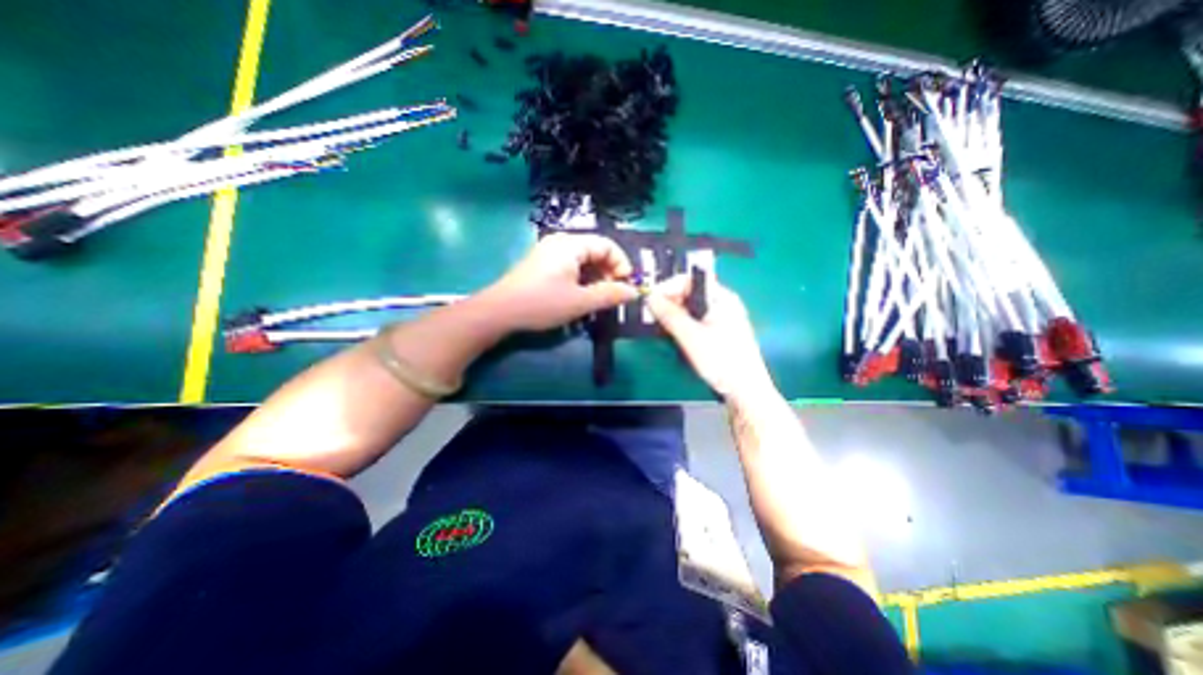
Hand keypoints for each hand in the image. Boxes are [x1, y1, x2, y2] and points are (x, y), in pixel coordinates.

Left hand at [480, 232, 636, 330]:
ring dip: (595, 278)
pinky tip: (580, 296)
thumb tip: (634, 292)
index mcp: (571, 244)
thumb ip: (610, 295)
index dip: (621, 264)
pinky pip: (570, 266)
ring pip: (583, 260)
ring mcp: (549, 252)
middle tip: (612, 295)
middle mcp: (560, 242)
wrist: (499, 311)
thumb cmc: (542, 303)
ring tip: (597, 299)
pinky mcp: (542, 264)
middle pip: (595, 251)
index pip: (607, 245)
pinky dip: (581, 279)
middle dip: (609, 272)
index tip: (626, 285)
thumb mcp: (580, 302)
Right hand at [648, 271, 769, 396]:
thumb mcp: (691, 337)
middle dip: (669, 302)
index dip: (668, 287)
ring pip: (690, 309)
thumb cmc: (722, 361)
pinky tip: (672, 335)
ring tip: (659, 327)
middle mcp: (722, 303)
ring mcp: (721, 318)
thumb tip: (649, 297)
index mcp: (722, 297)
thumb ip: (669, 315)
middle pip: (689, 293)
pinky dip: (681, 325)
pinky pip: (694, 321)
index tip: (650, 301)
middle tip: (651, 316)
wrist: (746, 393)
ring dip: (673, 315)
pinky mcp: (717, 333)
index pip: (690, 280)